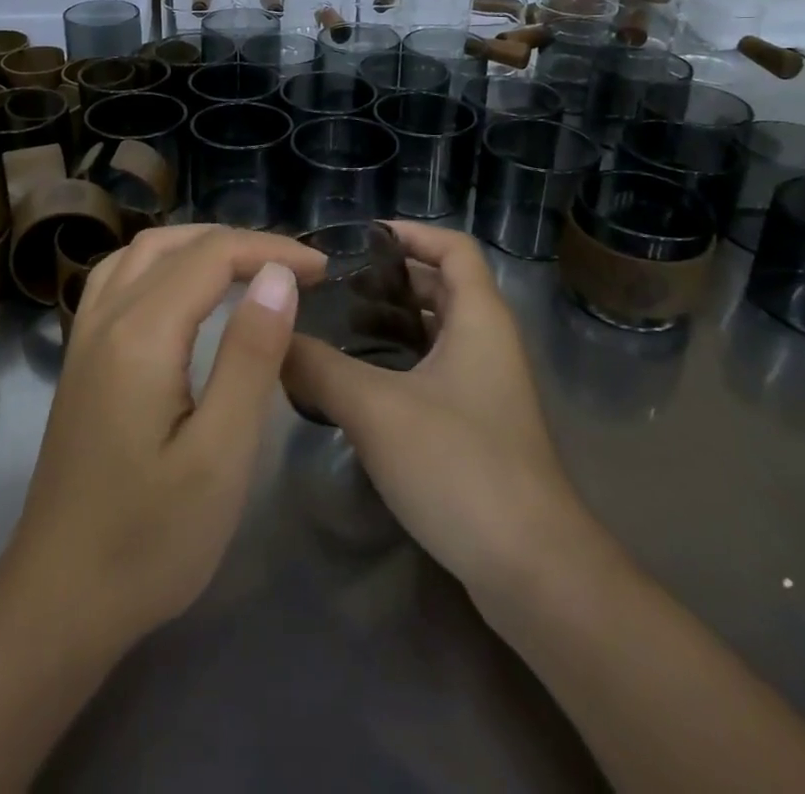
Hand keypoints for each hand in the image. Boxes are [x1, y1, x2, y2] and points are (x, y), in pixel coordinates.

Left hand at [0, 225, 326, 649]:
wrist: (59, 599)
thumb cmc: (151, 538)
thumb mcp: (221, 454)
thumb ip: (250, 356)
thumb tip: (278, 276)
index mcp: (142, 333)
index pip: (213, 256)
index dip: (272, 251)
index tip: (322, 272)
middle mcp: (106, 317)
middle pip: (176, 244)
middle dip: (240, 243)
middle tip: (294, 269)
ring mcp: (84, 336)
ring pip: (141, 253)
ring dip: (197, 245)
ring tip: (247, 267)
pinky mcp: (80, 358)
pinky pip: (118, 278)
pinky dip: (161, 262)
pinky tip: (181, 290)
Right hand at [281, 221, 608, 609]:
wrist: (533, 572)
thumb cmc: (459, 466)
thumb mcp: (375, 408)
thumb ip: (317, 368)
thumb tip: (271, 342)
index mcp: (479, 319)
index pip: (453, 247)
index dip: (411, 232)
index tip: (359, 237)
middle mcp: (489, 344)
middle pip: (441, 288)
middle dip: (389, 278)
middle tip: (331, 284)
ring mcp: (488, 389)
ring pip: (436, 334)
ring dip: (391, 323)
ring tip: (333, 326)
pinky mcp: (479, 428)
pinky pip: (435, 373)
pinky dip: (399, 364)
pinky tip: (357, 384)